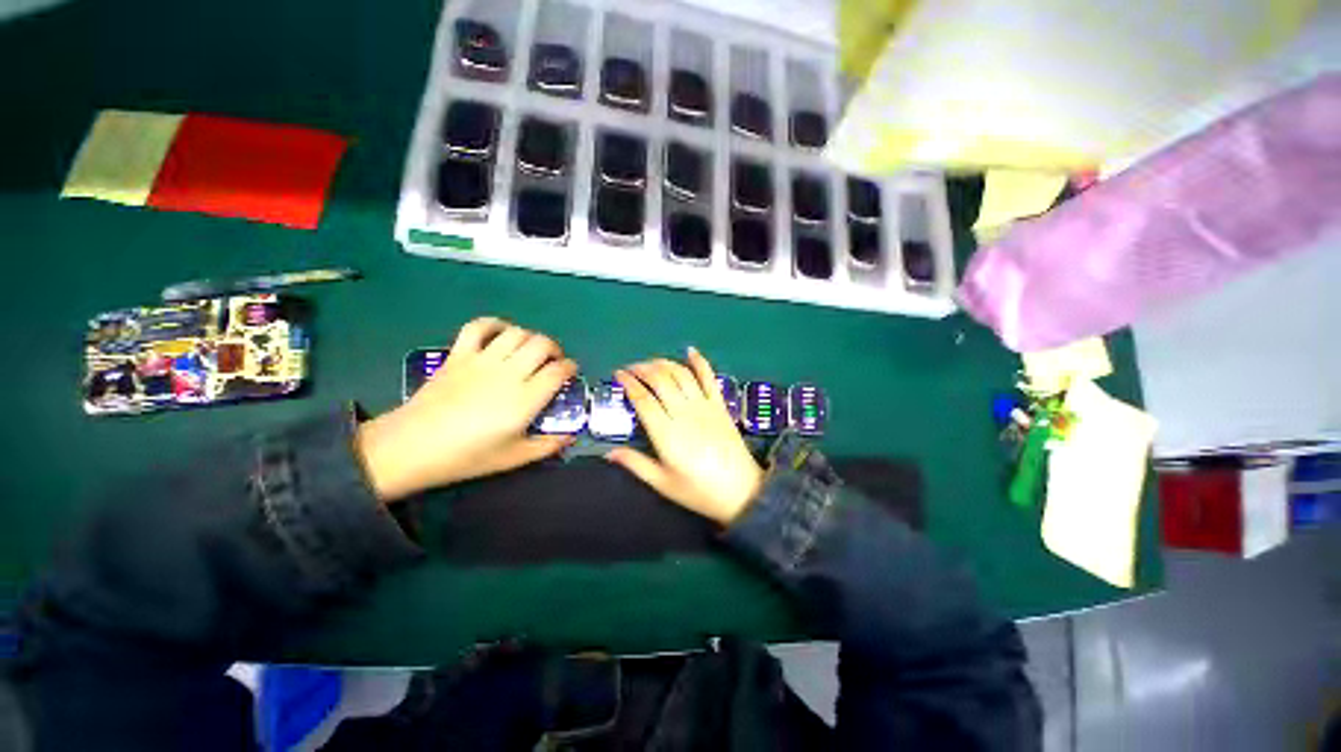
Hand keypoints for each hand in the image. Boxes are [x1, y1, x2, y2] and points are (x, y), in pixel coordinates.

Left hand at [356, 317, 577, 501]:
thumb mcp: (514, 458)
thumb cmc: (467, 456)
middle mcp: (509, 373)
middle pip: (542, 344)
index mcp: (525, 399)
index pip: (558, 371)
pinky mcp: (459, 354)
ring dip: (531, 337)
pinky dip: (494, 324)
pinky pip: (478, 327)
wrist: (412, 447)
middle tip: (554, 361)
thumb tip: (571, 437)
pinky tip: (501, 333)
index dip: (570, 368)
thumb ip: (547, 446)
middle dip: (555, 349)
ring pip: (517, 333)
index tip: (571, 373)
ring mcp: (482, 360)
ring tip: (530, 350)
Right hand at [606, 348, 763, 524]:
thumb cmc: (699, 491)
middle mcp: (684, 412)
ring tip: (650, 363)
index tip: (617, 374)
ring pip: (681, 374)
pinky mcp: (720, 405)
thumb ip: (636, 464)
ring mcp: (704, 406)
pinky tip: (690, 351)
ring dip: (663, 363)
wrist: (741, 491)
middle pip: (660, 380)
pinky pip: (709, 377)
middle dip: (642, 368)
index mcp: (666, 433)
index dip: (628, 383)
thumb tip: (609, 453)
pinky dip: (699, 361)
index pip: (643, 399)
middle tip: (630, 369)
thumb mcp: (663, 483)